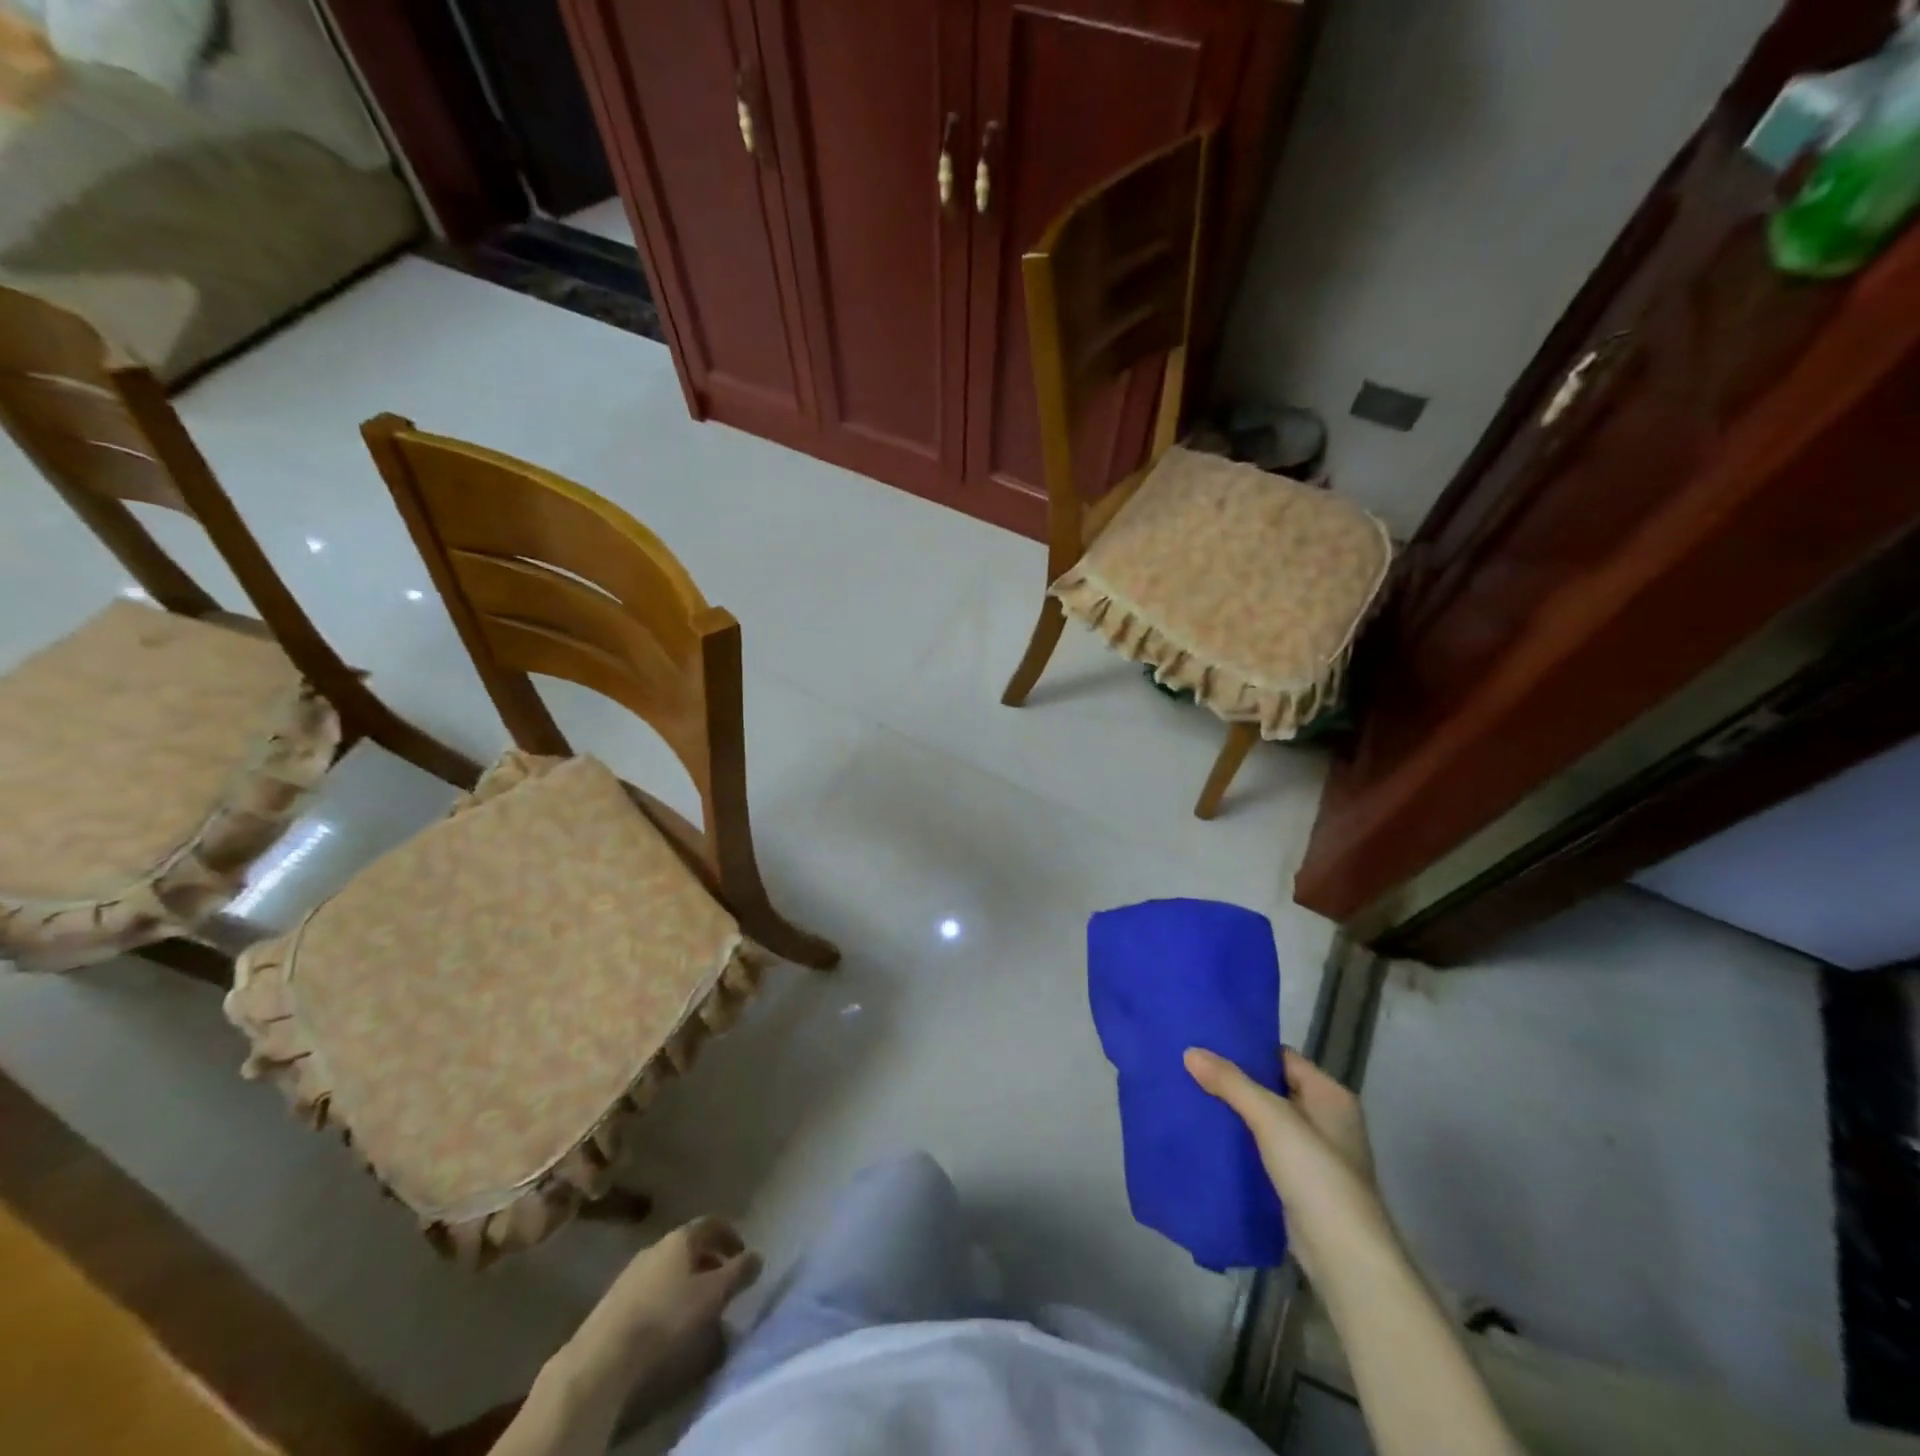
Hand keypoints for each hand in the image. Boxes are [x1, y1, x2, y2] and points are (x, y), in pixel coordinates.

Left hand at [561, 1218, 763, 1403]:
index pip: (711, 1223)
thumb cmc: (667, 1315)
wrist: (605, 1353)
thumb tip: (758, 1256)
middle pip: (690, 1245)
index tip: (742, 1253)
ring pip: (670, 1266)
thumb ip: (739, 1272)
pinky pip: (652, 1286)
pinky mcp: (616, 1298)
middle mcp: (657, 1245)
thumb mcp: (713, 1294)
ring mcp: (633, 1270)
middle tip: (724, 1280)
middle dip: (710, 1259)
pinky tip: (670, 1319)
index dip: (730, 1235)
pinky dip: (668, 1294)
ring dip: (688, 1278)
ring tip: (699, 1304)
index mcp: (681, 1238)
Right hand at [1185, 1046, 1393, 1283]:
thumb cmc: (1317, 1175)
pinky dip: (1239, 1142)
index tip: (1207, 1041)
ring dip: (1234, 1112)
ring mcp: (1313, 1154)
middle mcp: (1325, 1119)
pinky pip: (1262, 1150)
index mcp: (1330, 1095)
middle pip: (1272, 1087)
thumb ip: (1231, 1083)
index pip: (1282, 1056)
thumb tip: (1190, 1051)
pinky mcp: (1298, 1184)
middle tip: (1192, 1067)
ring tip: (1192, 1095)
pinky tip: (1208, 1136)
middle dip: (1234, 1081)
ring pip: (1264, 1121)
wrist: (1344, 1258)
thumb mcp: (1272, 1119)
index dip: (1247, 1048)